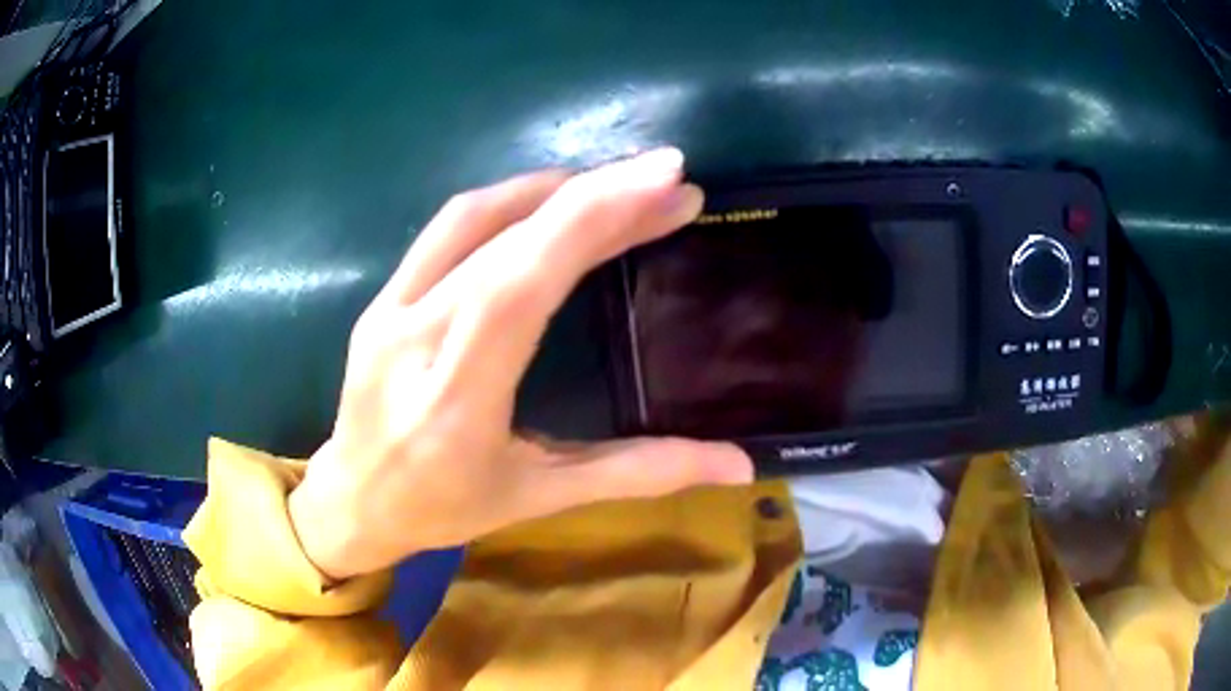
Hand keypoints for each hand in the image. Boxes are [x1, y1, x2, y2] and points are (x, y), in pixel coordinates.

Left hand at [288, 149, 753, 579]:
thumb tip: (738, 464)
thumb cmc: (441, 510)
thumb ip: (638, 473)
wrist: (350, 502)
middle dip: (596, 196)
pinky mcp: (381, 298)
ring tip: (615, 185)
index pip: (522, 285)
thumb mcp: (539, 496)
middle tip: (666, 179)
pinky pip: (445, 230)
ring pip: (471, 217)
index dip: (593, 221)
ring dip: (550, 189)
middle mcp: (414, 339)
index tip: (666, 185)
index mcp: (456, 399)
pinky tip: (548, 204)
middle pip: (506, 240)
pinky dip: (507, 202)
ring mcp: (388, 310)